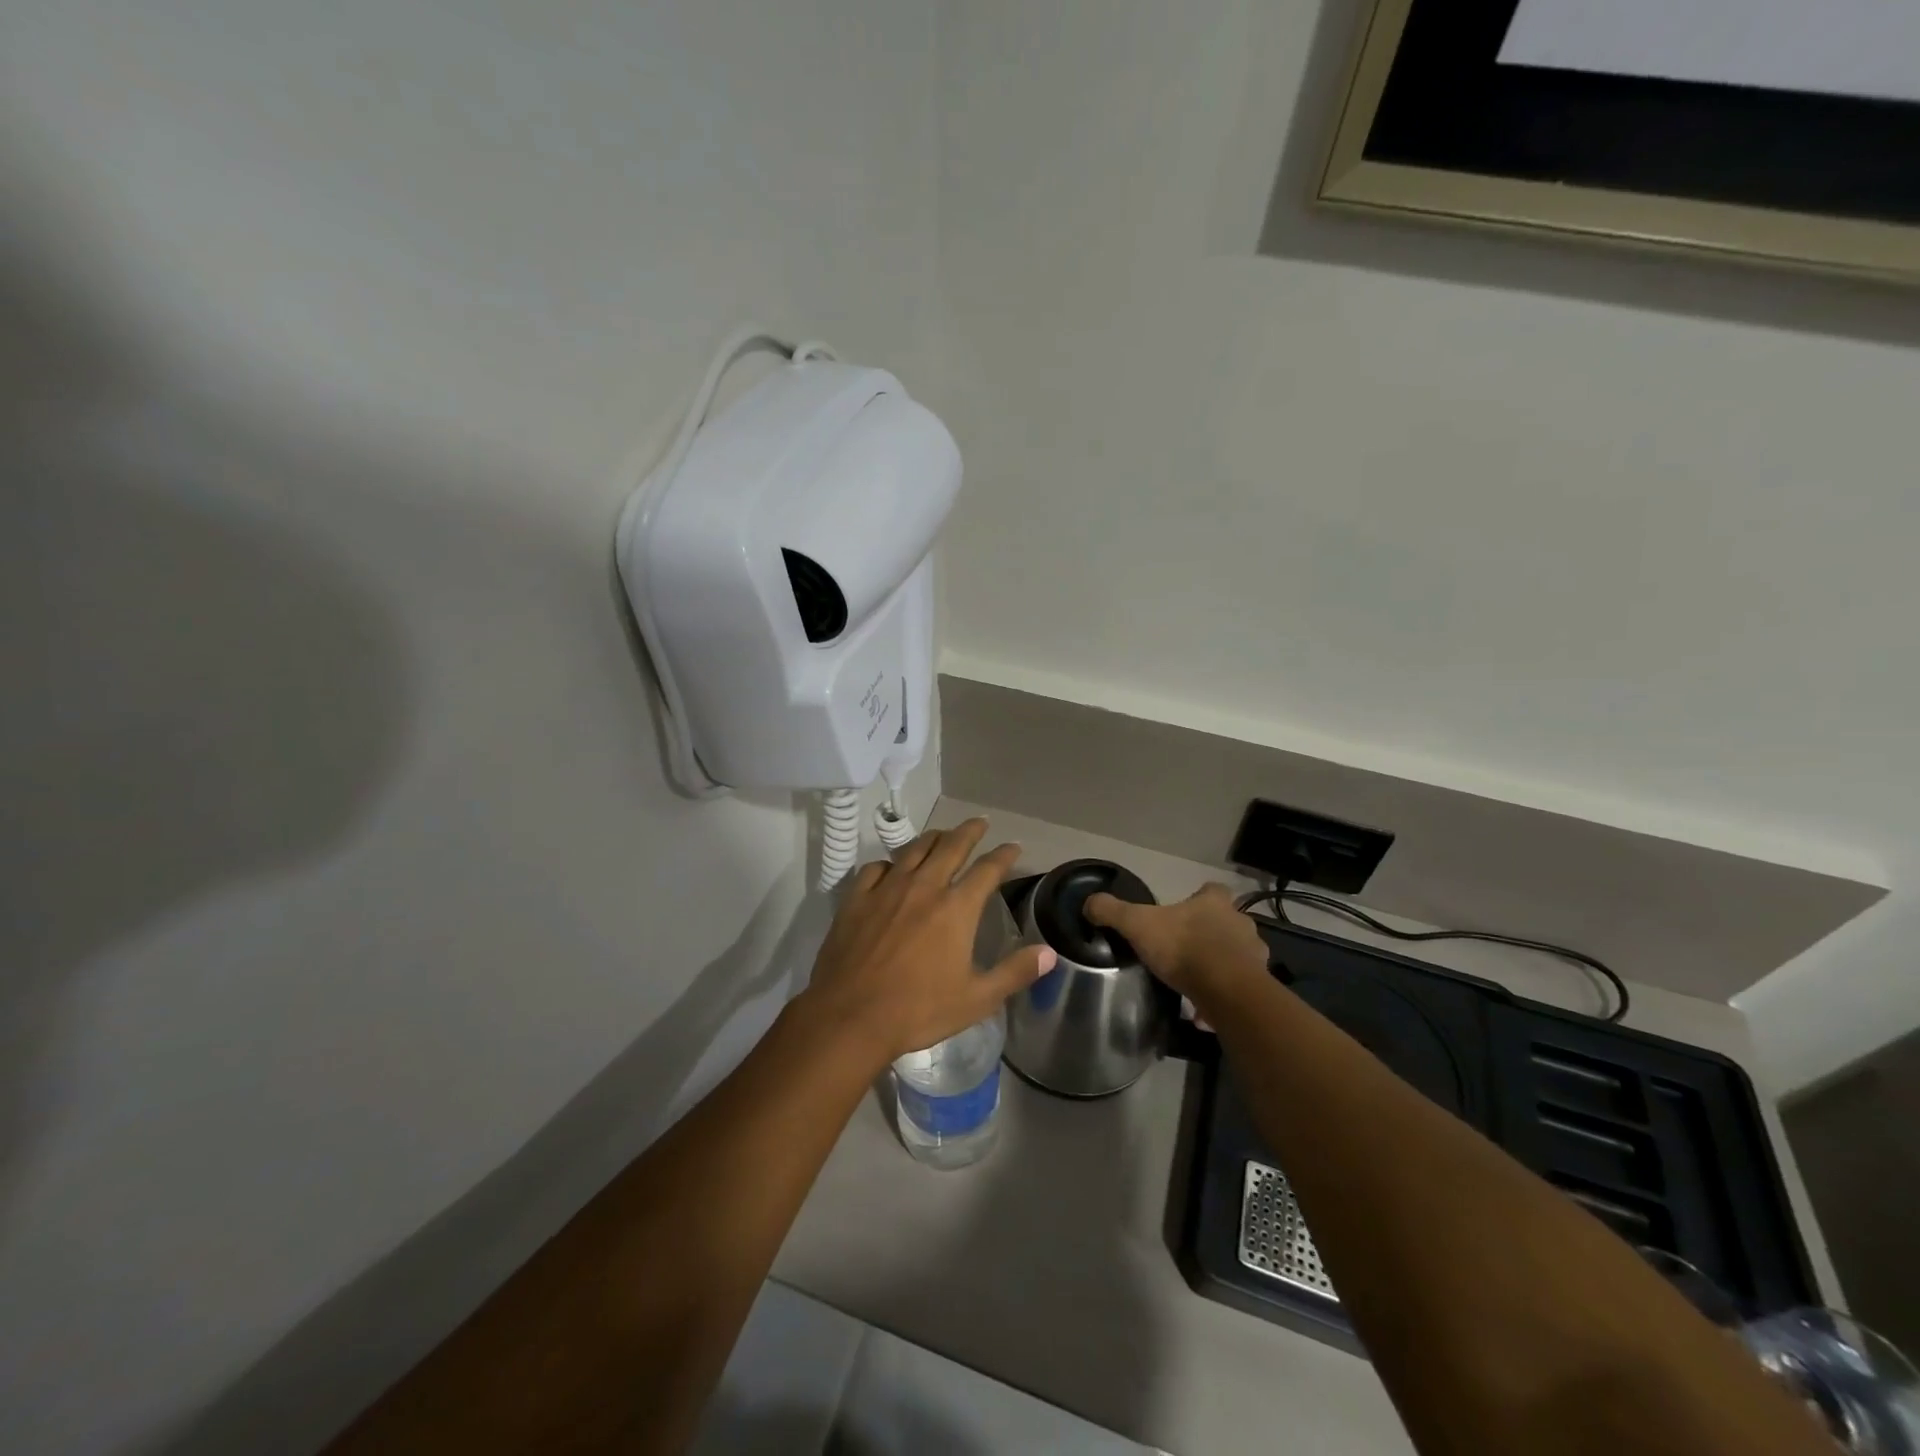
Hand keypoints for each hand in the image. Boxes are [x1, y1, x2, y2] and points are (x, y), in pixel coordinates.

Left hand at [801, 818, 1054, 1066]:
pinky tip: (892, 868)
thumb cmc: (918, 1010)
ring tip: (942, 835)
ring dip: (933, 838)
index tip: (1013, 847)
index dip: (1004, 855)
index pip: (987, 869)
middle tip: (980, 822)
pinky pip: (876, 868)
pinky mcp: (857, 898)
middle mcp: (924, 887)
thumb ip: (1015, 972)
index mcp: (956, 908)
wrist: (850, 1017)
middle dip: (969, 831)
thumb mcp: (976, 999)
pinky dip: (890, 863)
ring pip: (914, 850)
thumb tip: (1049, 953)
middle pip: (951, 846)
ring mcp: (887, 889)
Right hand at [1084, 883, 1268, 1006]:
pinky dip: (1224, 994)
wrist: (1226, 991)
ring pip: (1237, 954)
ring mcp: (1254, 954)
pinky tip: (1204, 1010)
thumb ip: (1112, 911)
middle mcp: (1240, 922)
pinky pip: (1239, 986)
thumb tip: (1089, 902)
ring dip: (1222, 964)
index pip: (1212, 889)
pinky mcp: (1259, 985)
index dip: (1199, 898)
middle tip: (1186, 947)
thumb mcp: (1137, 924)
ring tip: (1196, 980)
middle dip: (1211, 932)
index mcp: (1214, 902)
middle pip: (1227, 921)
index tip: (1184, 911)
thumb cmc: (1183, 948)